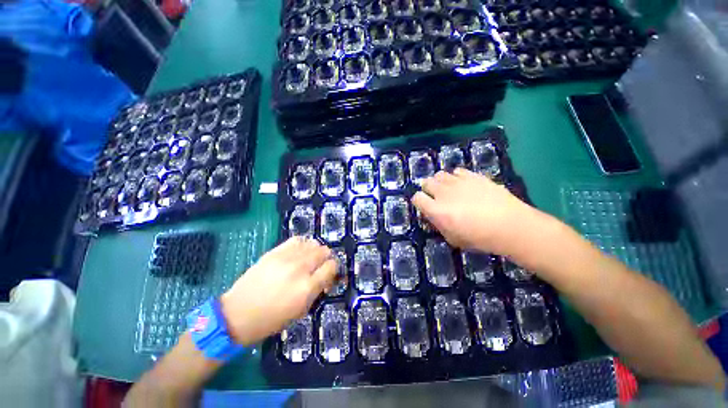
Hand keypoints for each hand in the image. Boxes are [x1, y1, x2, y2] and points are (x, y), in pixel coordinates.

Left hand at [219, 237, 336, 345]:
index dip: (333, 269)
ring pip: (312, 243)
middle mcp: (300, 269)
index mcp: (307, 287)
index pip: (331, 266)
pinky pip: (297, 240)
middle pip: (324, 252)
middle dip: (326, 258)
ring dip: (315, 250)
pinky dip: (303, 244)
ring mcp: (286, 258)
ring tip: (310, 258)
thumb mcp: (300, 311)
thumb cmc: (271, 319)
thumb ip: (317, 290)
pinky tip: (299, 251)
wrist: (237, 313)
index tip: (329, 273)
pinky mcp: (274, 252)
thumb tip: (326, 277)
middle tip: (320, 266)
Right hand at [411, 168, 543, 256]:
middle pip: (426, 182)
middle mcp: (443, 193)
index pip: (417, 198)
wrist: (510, 225)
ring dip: (440, 181)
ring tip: (448, 189)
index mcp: (436, 210)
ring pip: (440, 174)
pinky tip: (462, 184)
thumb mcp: (453, 239)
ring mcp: (458, 182)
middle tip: (435, 196)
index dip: (418, 201)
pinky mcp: (473, 176)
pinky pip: (457, 171)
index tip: (424, 206)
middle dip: (427, 189)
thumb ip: (439, 225)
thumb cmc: (479, 238)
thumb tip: (435, 217)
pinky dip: (456, 177)